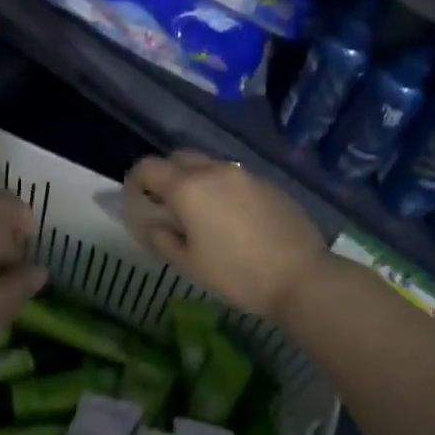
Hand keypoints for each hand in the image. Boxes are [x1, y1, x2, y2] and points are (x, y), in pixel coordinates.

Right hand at [122, 152, 329, 324]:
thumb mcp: (189, 264)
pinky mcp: (267, 182)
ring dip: (195, 180)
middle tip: (165, 204)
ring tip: (199, 212)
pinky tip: (231, 217)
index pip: (148, 167)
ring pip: (208, 165)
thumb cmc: (236, 274)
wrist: (300, 276)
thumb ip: (162, 238)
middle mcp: (213, 170)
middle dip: (165, 175)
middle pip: (178, 157)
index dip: (134, 181)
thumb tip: (151, 224)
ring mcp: (243, 173)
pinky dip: (221, 188)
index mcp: (188, 187)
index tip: (134, 200)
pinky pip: (233, 176)